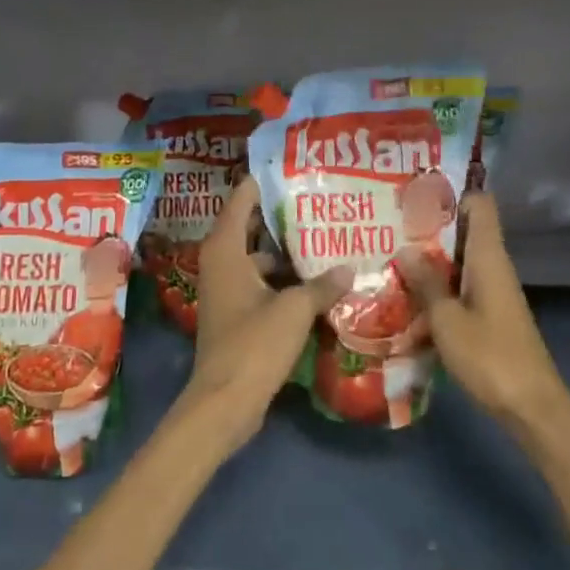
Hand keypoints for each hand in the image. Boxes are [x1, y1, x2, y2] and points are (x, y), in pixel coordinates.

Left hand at [183, 177, 351, 454]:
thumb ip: (321, 285)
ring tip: (325, 238)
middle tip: (319, 200)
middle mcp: (220, 262)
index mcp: (225, 250)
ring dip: (286, 251)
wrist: (224, 402)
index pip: (242, 199)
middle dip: (282, 216)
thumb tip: (348, 268)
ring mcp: (226, 289)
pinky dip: (283, 279)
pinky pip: (261, 282)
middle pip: (251, 226)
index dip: (265, 182)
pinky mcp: (235, 313)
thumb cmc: (253, 345)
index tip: (294, 168)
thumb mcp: (294, 310)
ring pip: (258, 257)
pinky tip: (315, 282)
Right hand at [397, 192, 568, 428]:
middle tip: (387, 224)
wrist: (532, 408)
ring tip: (388, 256)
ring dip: (429, 260)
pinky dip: (436, 287)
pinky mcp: (489, 315)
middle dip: (428, 227)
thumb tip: (406, 248)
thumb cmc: (490, 357)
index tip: (415, 192)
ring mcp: (492, 292)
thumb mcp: (447, 319)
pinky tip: (406, 297)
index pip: (478, 205)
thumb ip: (426, 282)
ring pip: (458, 262)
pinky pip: (460, 287)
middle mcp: (493, 266)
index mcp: (488, 257)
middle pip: (463, 231)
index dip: (451, 193)